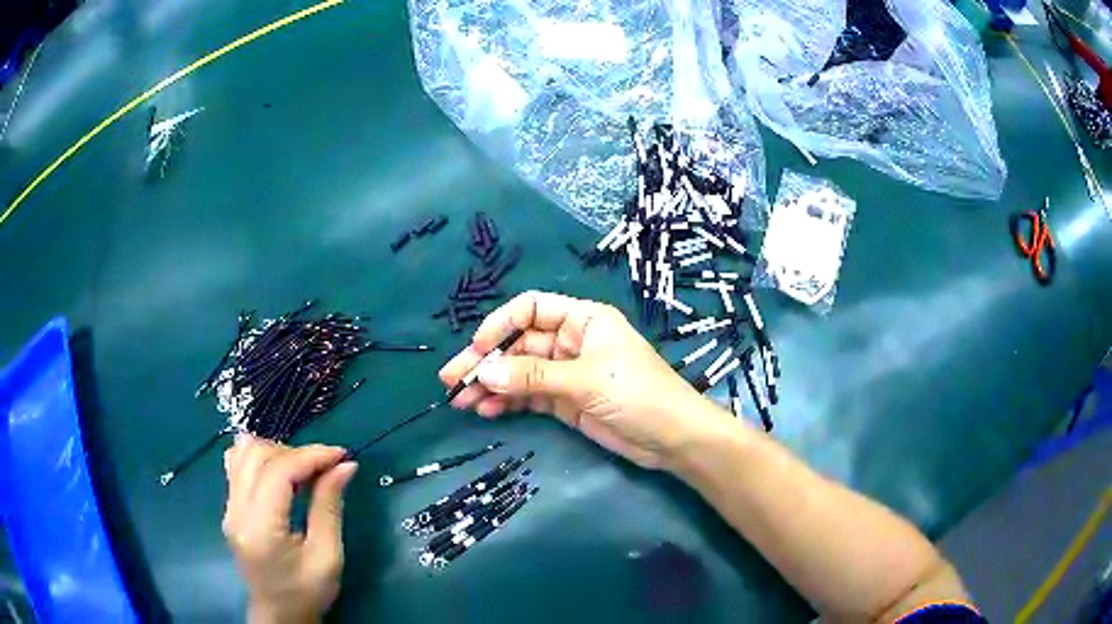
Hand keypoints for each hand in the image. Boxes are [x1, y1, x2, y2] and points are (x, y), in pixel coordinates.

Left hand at [222, 436, 357, 623]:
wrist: (280, 615)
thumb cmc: (307, 593)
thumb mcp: (328, 556)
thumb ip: (329, 507)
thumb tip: (344, 465)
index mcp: (260, 528)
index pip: (278, 472)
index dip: (310, 456)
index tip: (341, 455)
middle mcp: (236, 511)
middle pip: (257, 455)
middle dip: (295, 453)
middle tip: (325, 467)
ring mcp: (228, 507)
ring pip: (243, 453)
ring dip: (276, 452)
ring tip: (303, 469)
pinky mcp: (229, 507)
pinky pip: (237, 464)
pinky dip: (260, 458)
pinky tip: (279, 471)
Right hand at [439, 291, 734, 468]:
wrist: (672, 438)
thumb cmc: (638, 394)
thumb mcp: (586, 380)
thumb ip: (533, 376)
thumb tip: (483, 373)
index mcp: (583, 320)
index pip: (531, 309)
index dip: (501, 324)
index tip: (478, 348)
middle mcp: (572, 341)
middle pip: (519, 344)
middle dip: (486, 361)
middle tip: (452, 379)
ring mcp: (567, 373)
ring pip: (519, 373)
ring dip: (491, 385)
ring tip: (461, 401)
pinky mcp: (565, 401)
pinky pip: (528, 396)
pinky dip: (507, 402)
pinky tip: (487, 411)